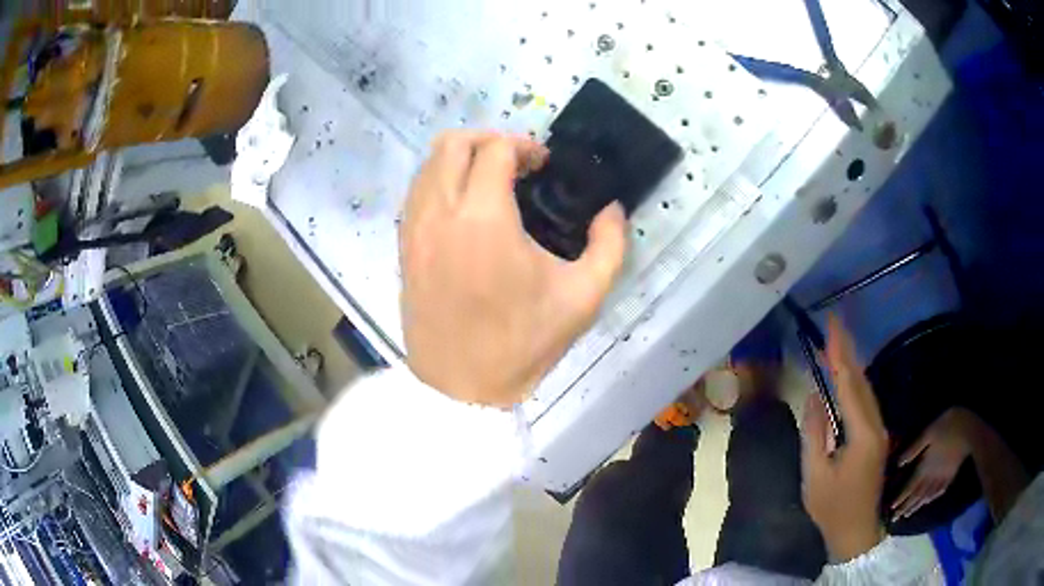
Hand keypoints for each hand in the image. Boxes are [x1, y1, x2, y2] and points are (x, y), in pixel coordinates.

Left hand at [399, 131, 627, 406]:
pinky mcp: (404, 247)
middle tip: (516, 163)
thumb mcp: (584, 297)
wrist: (462, 387)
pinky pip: (416, 193)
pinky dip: (440, 182)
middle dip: (488, 140)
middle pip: (452, 143)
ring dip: (461, 159)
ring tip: (489, 181)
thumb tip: (612, 209)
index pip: (495, 150)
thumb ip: (610, 245)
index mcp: (484, 220)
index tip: (543, 165)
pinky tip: (464, 207)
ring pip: (428, 164)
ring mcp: (414, 230)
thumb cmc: (523, 343)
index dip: (524, 147)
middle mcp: (440, 213)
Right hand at [801, 315, 888, 561]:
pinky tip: (847, 376)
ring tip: (838, 343)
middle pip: (862, 381)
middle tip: (835, 324)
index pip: (850, 386)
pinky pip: (866, 401)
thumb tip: (813, 396)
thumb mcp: (815, 475)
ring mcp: (878, 431)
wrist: (855, 531)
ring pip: (866, 389)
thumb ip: (814, 434)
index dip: (840, 356)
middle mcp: (875, 425)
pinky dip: (855, 383)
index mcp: (862, 434)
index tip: (832, 328)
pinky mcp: (875, 437)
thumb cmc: (832, 507)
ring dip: (853, 364)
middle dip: (848, 351)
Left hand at [891, 407, 979, 520]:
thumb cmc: (947, 427)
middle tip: (894, 520)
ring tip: (907, 515)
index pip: (910, 486)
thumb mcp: (928, 432)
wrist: (969, 430)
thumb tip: (898, 463)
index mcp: (925, 466)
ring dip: (916, 506)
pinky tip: (928, 502)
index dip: (900, 498)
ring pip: (926, 495)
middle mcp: (932, 476)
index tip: (890, 510)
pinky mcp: (951, 474)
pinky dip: (931, 498)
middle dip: (904, 507)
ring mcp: (942, 476)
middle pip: (916, 495)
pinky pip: (939, 490)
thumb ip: (914, 448)